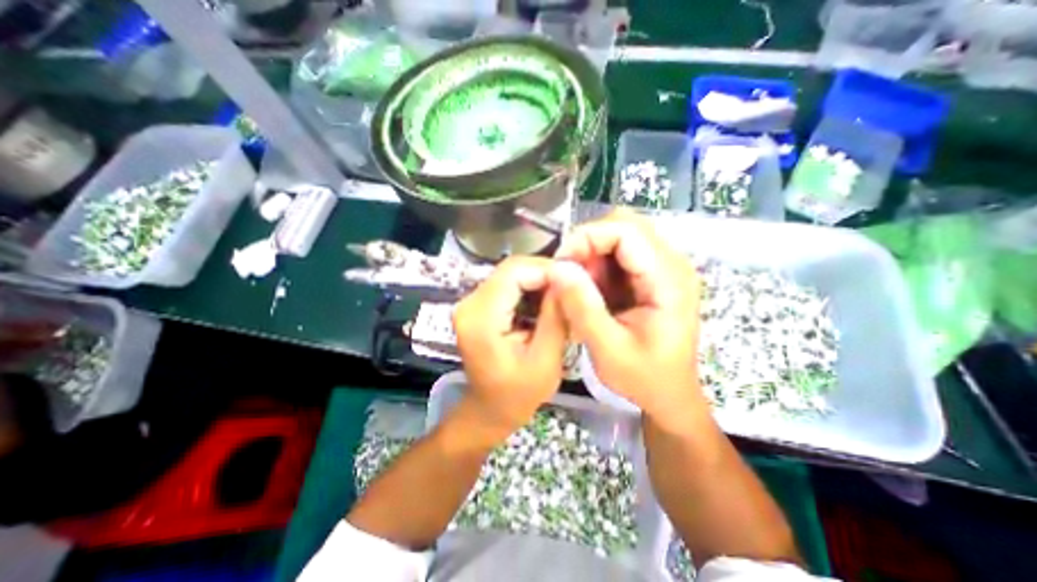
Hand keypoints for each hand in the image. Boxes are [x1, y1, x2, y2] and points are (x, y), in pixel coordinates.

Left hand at [455, 258, 565, 437]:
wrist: (489, 409)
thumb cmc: (518, 394)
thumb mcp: (545, 360)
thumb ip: (555, 317)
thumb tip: (568, 279)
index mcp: (481, 318)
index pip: (514, 271)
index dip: (546, 269)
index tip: (575, 279)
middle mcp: (469, 303)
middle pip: (511, 269)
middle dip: (545, 274)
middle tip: (572, 288)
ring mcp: (470, 303)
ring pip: (510, 274)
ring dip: (538, 281)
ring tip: (562, 296)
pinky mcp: (477, 306)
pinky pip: (506, 285)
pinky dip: (529, 289)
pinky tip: (545, 303)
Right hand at [549, 211, 704, 428]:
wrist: (670, 395)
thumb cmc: (644, 378)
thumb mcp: (608, 349)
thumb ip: (582, 307)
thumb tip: (557, 267)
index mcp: (669, 281)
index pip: (627, 231)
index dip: (588, 237)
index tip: (561, 262)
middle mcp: (672, 264)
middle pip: (625, 225)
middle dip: (589, 243)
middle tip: (567, 273)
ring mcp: (664, 268)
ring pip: (621, 236)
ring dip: (592, 254)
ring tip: (578, 286)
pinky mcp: (653, 275)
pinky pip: (621, 253)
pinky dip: (599, 265)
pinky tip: (591, 290)